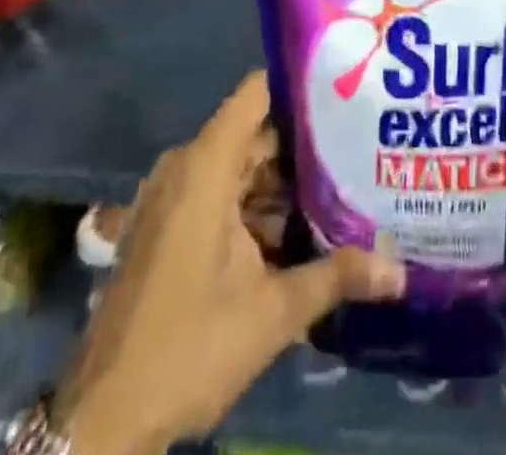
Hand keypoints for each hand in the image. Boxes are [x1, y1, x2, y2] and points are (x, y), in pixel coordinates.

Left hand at [59, 73, 404, 454]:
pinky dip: (255, 206)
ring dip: (283, 183)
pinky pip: (220, 193)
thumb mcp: (273, 313)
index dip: (301, 86)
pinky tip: (299, 228)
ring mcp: (172, 196)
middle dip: (306, 143)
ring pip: (240, 167)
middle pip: (255, 133)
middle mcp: (186, 166)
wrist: (104, 419)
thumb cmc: (188, 348)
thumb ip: (338, 277)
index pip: (258, 93)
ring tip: (344, 185)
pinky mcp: (167, 224)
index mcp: (205, 164)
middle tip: (361, 145)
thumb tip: (401, 272)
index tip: (347, 89)